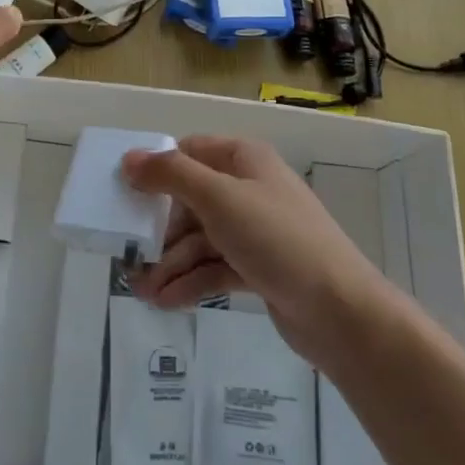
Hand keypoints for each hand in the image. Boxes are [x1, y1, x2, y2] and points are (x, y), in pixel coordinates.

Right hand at [123, 136, 390, 362]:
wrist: (340, 311)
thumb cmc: (276, 239)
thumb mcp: (218, 198)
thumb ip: (171, 175)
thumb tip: (129, 158)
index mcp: (243, 159)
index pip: (189, 152)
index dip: (156, 170)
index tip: (125, 195)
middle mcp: (249, 188)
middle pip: (191, 200)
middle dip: (160, 229)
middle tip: (129, 253)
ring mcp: (256, 230)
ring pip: (201, 238)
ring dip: (171, 263)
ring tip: (143, 291)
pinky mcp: (259, 268)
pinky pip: (215, 267)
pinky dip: (191, 281)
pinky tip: (165, 301)